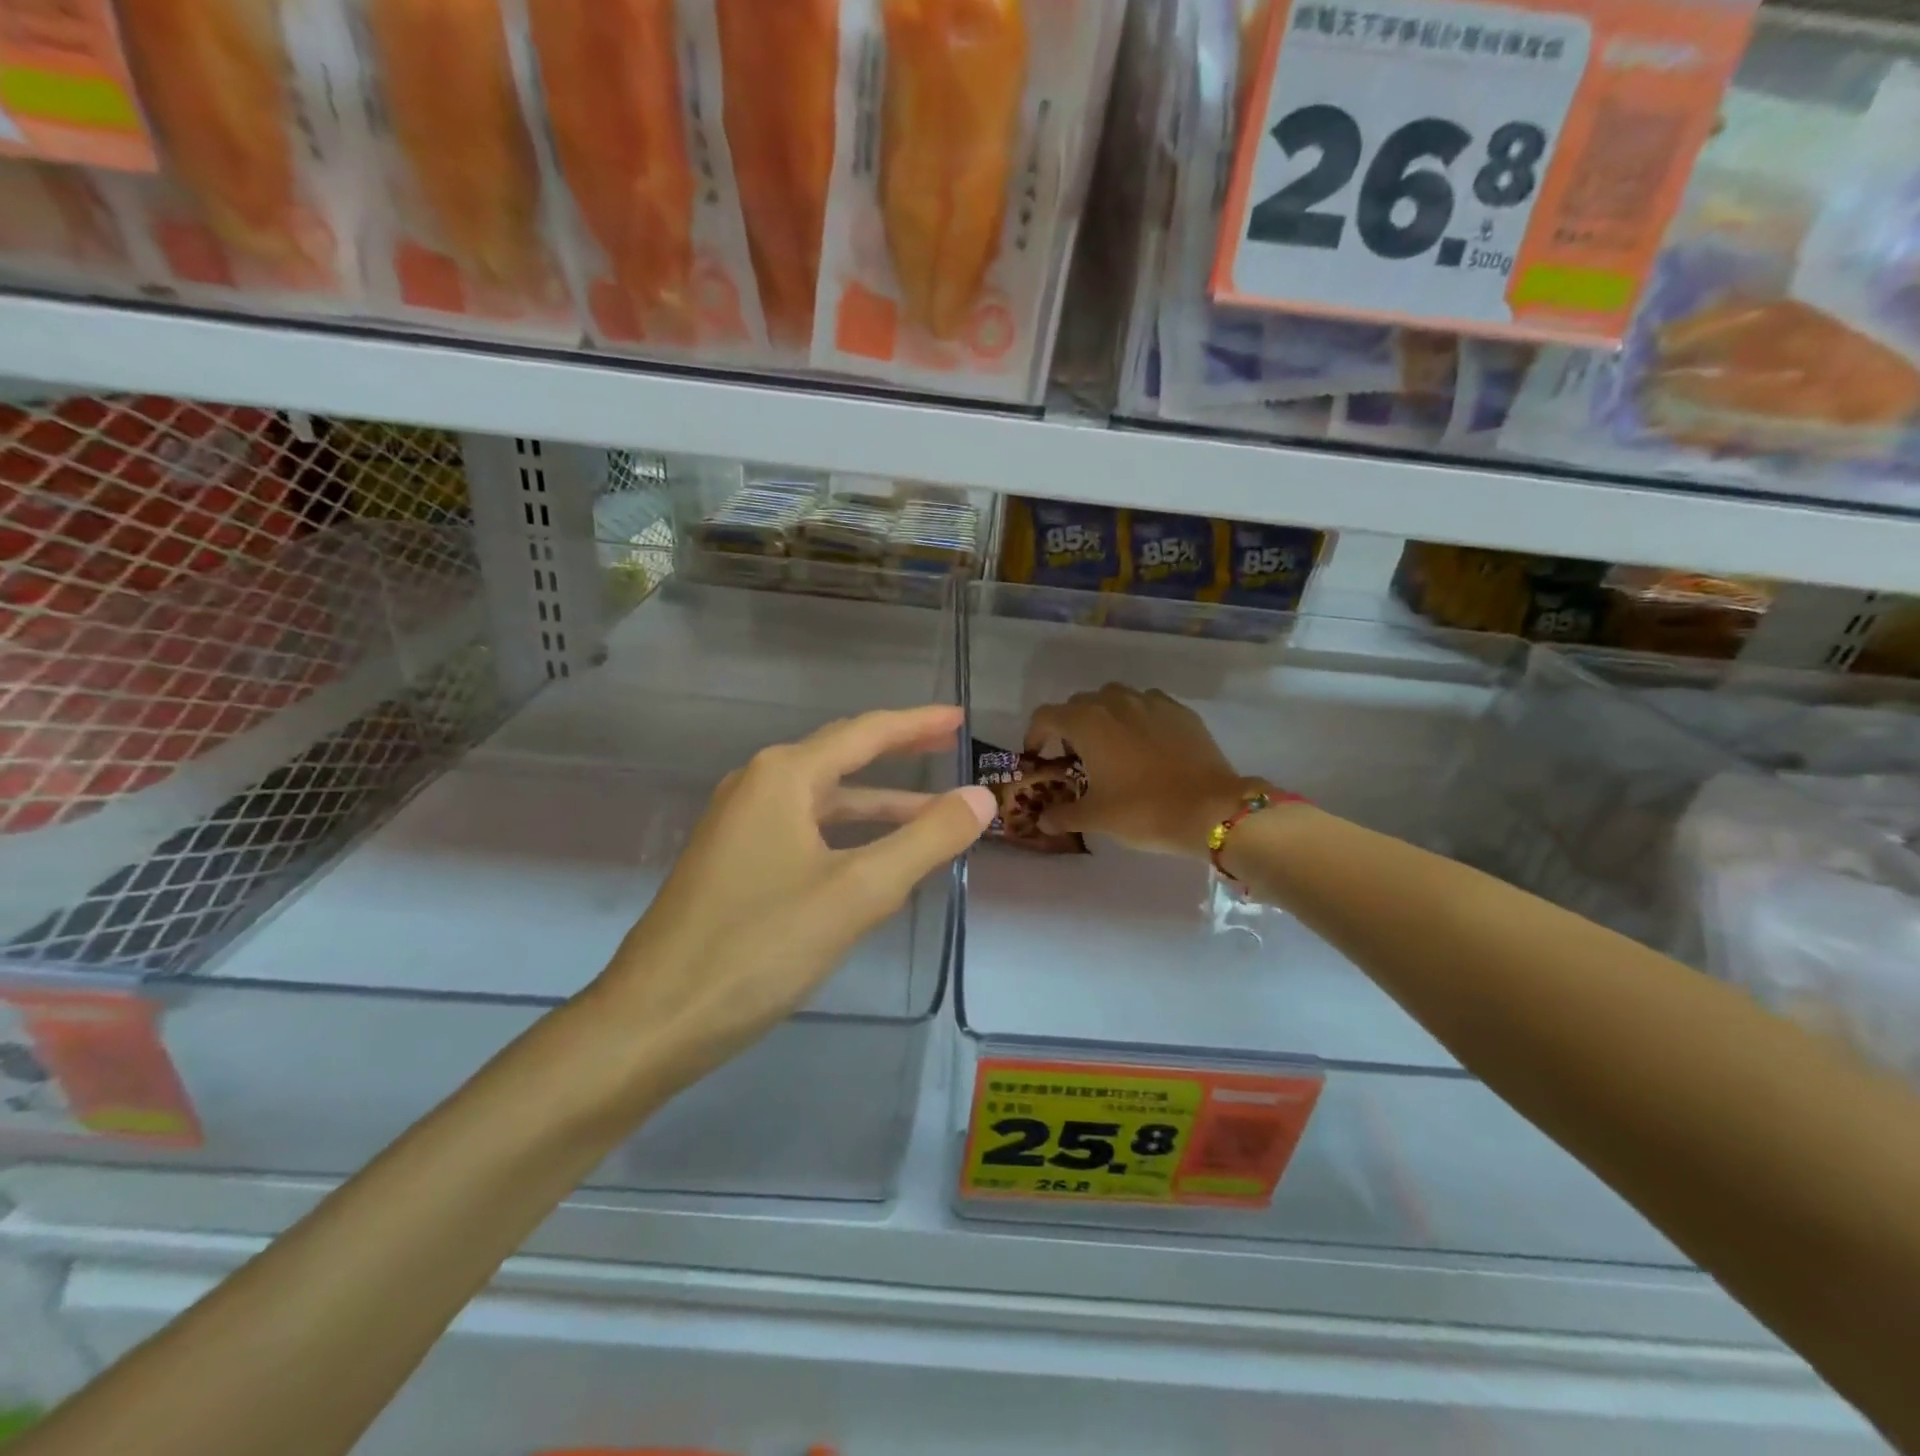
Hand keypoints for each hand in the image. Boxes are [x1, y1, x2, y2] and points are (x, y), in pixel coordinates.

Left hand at [586, 705, 993, 1100]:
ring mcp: (738, 825)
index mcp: (783, 776)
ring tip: (931, 815)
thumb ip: (926, 840)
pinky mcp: (732, 863)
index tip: (960, 718)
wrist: (653, 1020)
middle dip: (898, 754)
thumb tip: (980, 797)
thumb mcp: (857, 892)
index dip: (917, 724)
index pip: (865, 733)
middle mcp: (756, 786)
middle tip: (949, 748)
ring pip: (823, 802)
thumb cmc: (759, 947)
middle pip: (841, 757)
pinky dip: (847, 835)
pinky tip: (872, 858)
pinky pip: (804, 831)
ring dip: (877, 806)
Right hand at [1027, 685, 1264, 858]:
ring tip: (1111, 746)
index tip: (1038, 755)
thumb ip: (1064, 814)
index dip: (1035, 735)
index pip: (1046, 716)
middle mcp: (1114, 702)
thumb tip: (1043, 820)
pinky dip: (1137, 718)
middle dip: (1070, 726)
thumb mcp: (1096, 818)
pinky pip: (1147, 704)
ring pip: (1115, 698)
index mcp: (1086, 723)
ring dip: (1104, 716)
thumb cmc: (1144, 810)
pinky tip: (1145, 744)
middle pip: (1079, 703)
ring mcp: (1150, 702)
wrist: (1211, 808)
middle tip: (1074, 757)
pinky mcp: (1180, 710)